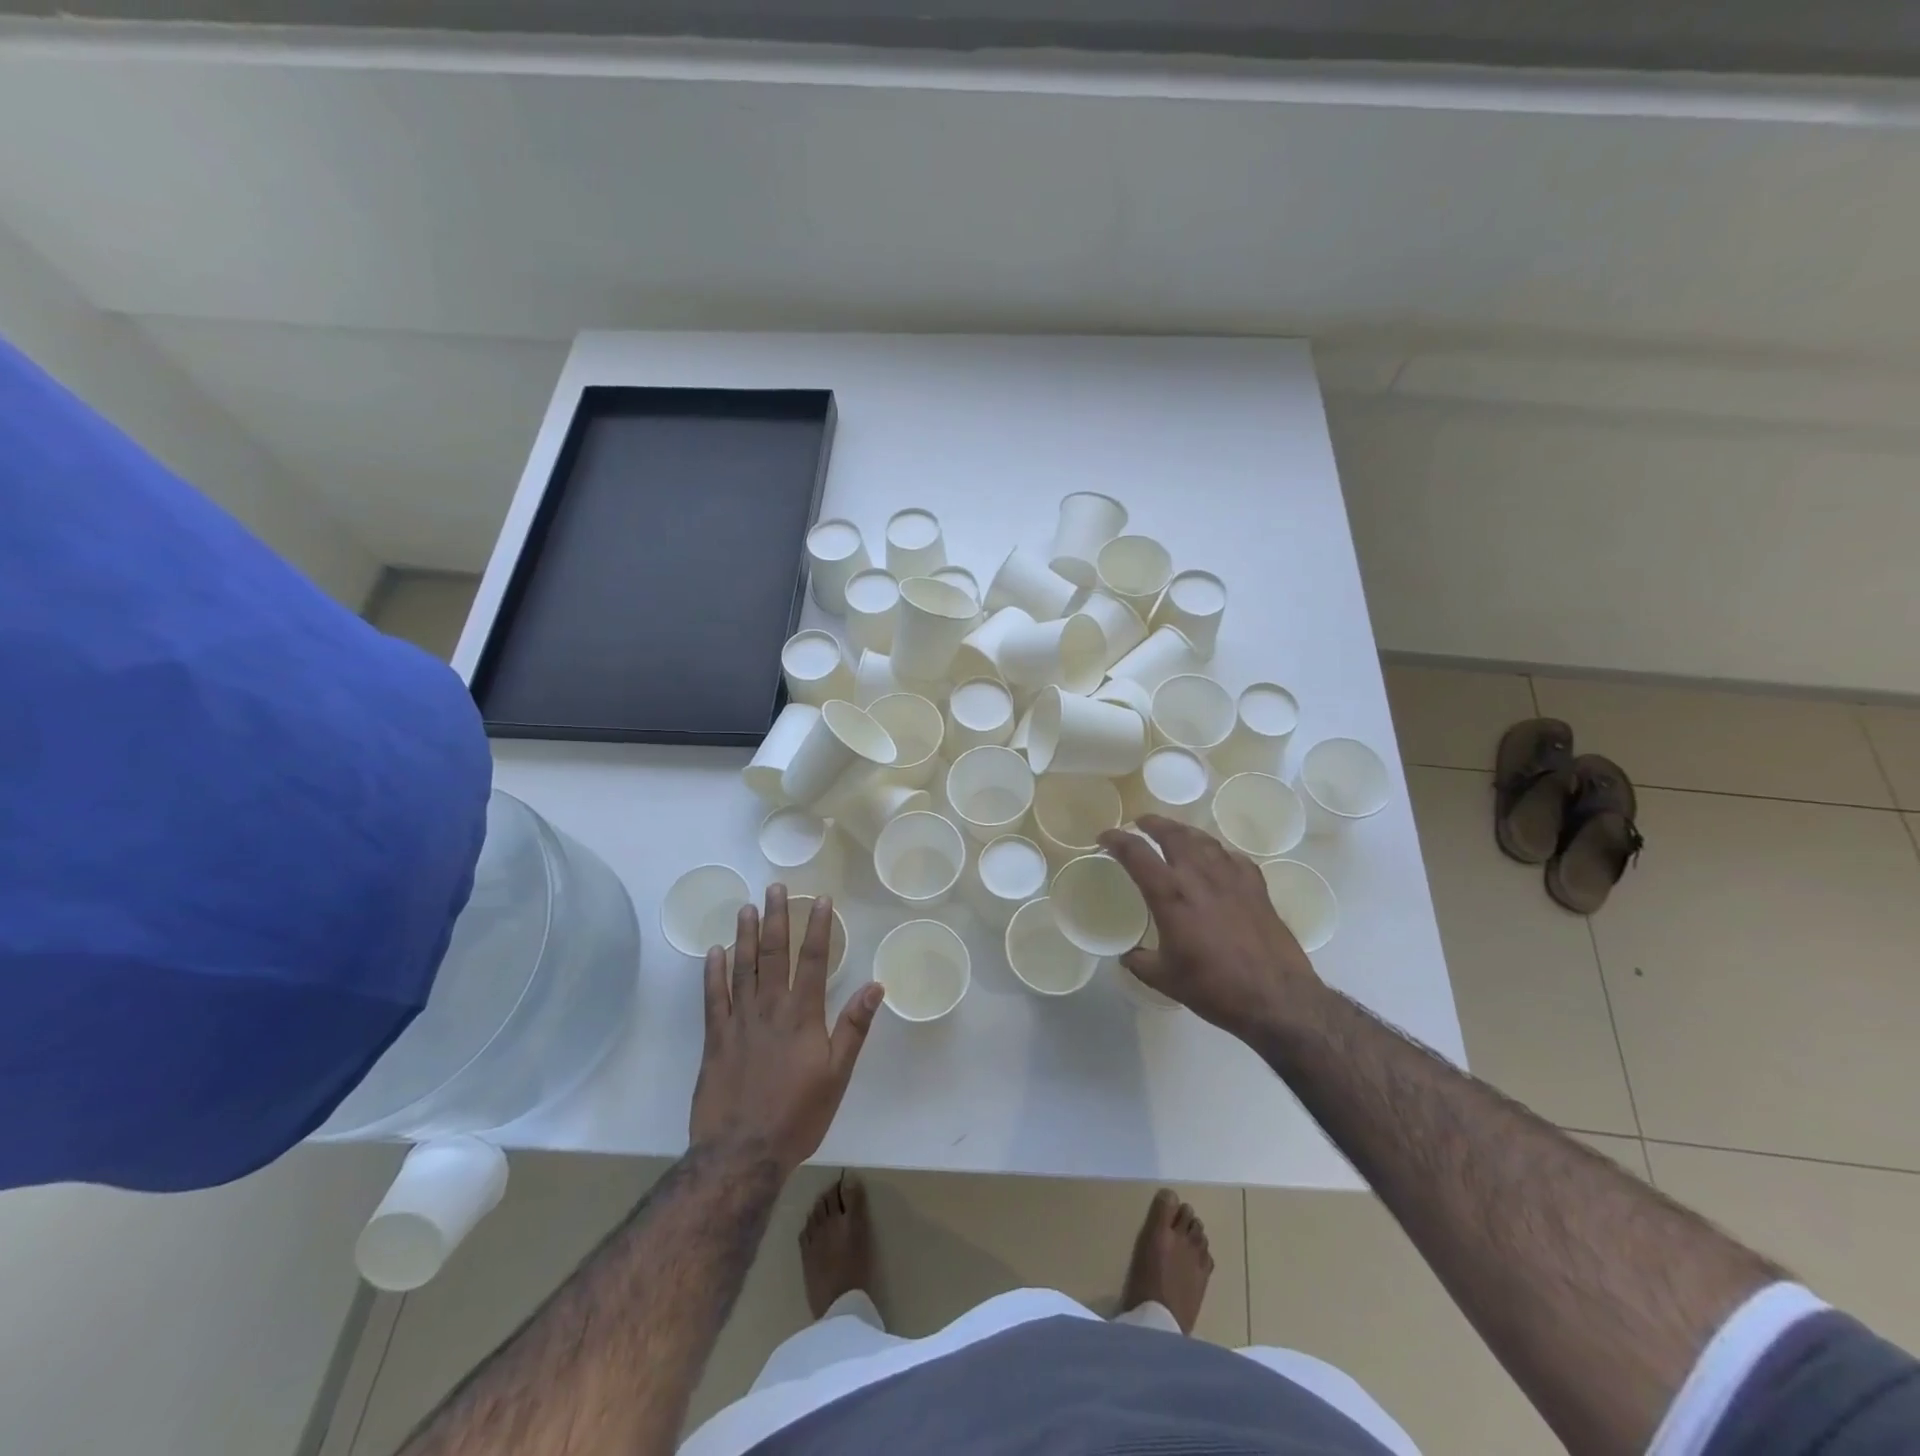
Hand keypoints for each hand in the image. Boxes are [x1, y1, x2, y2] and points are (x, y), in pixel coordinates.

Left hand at [689, 886, 884, 1176]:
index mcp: (803, 1015)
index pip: (812, 960)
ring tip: (747, 908)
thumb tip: (875, 985)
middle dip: (777, 918)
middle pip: (774, 954)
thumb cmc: (798, 1115)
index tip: (819, 900)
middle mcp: (770, 1008)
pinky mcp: (715, 1038)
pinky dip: (713, 972)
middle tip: (774, 888)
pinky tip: (715, 952)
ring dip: (746, 936)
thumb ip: (854, 1027)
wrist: (742, 1153)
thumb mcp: (838, 1074)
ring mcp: (739, 1021)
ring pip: (742, 967)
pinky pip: (713, 997)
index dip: (817, 928)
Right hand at [1099, 817, 1321, 1042]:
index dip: (1116, 839)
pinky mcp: (1257, 887)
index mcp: (1170, 894)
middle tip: (1141, 823)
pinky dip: (1218, 853)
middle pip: (1172, 833)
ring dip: (1184, 831)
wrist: (1275, 997)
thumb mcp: (1165, 979)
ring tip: (1175, 833)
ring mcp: (1231, 878)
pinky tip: (1217, 861)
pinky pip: (1232, 857)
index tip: (1105, 836)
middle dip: (1152, 823)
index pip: (1136, 853)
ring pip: (1204, 839)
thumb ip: (1140, 962)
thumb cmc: (1214, 988)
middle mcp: (1199, 876)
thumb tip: (1128, 955)